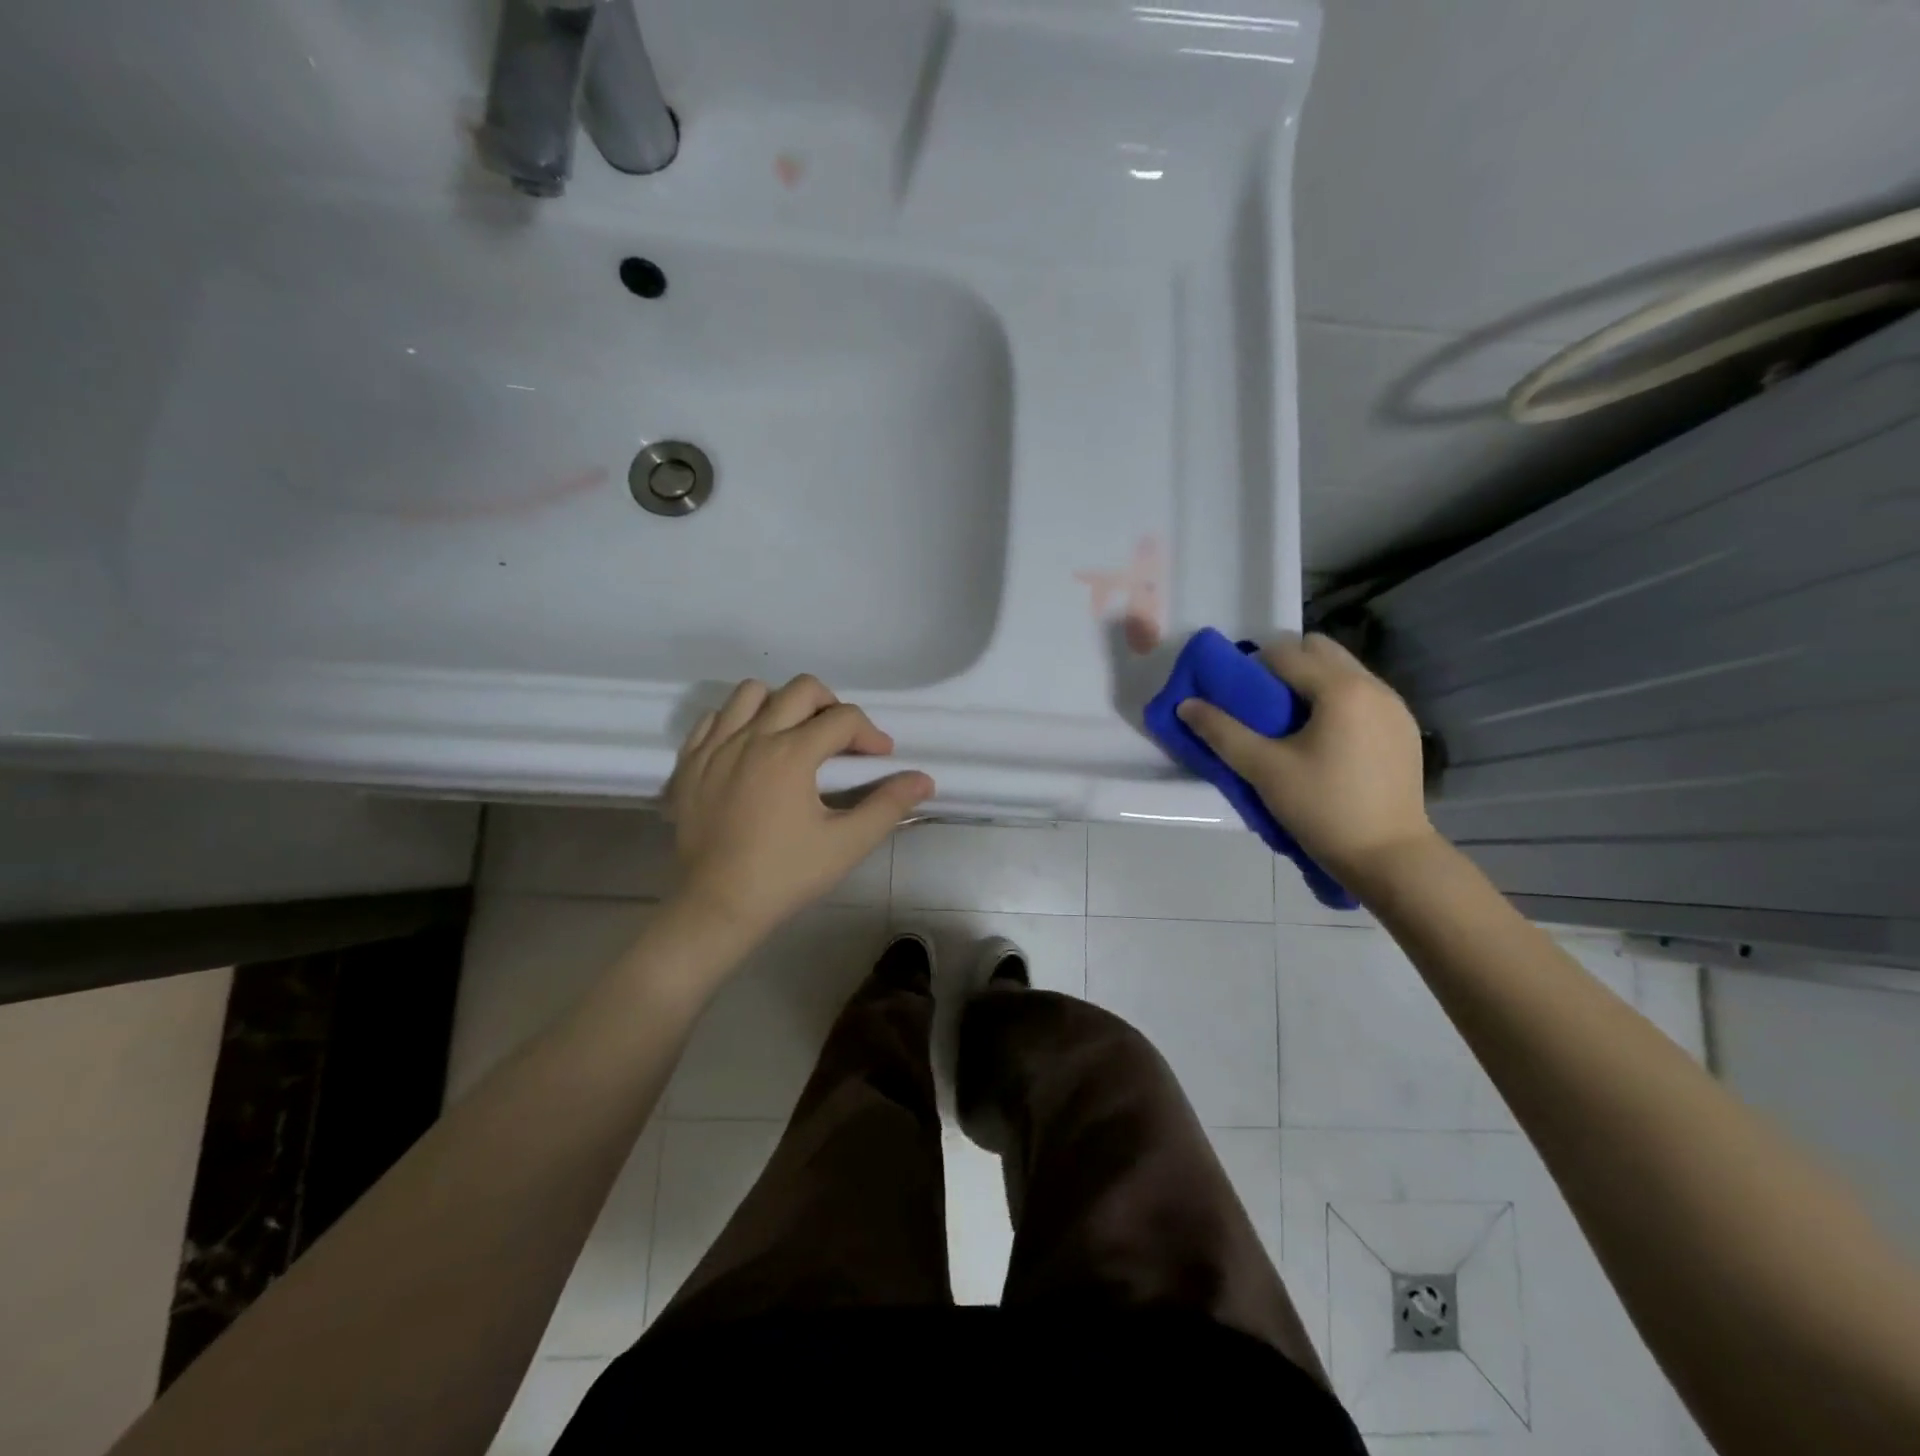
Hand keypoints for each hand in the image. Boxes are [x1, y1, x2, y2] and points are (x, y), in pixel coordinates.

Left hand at [664, 675, 934, 937]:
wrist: (715, 905)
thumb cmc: (785, 875)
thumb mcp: (846, 844)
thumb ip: (888, 806)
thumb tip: (924, 779)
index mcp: (791, 753)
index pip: (843, 718)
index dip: (871, 734)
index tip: (880, 758)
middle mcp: (752, 737)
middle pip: (801, 689)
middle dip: (832, 706)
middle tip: (840, 740)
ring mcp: (715, 746)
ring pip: (751, 693)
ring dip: (781, 704)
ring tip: (793, 735)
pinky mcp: (689, 762)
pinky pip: (714, 718)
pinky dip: (737, 721)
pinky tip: (750, 749)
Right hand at [1176, 632, 1436, 883]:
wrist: (1389, 857)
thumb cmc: (1323, 809)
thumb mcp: (1264, 770)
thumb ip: (1222, 732)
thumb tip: (1186, 704)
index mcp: (1340, 689)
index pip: (1284, 652)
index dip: (1252, 666)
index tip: (1236, 696)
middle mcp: (1373, 686)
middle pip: (1319, 650)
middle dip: (1285, 666)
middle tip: (1263, 705)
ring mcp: (1395, 707)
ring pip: (1343, 671)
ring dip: (1312, 683)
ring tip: (1291, 726)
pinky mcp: (1403, 730)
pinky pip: (1362, 695)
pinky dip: (1336, 702)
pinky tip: (1325, 742)